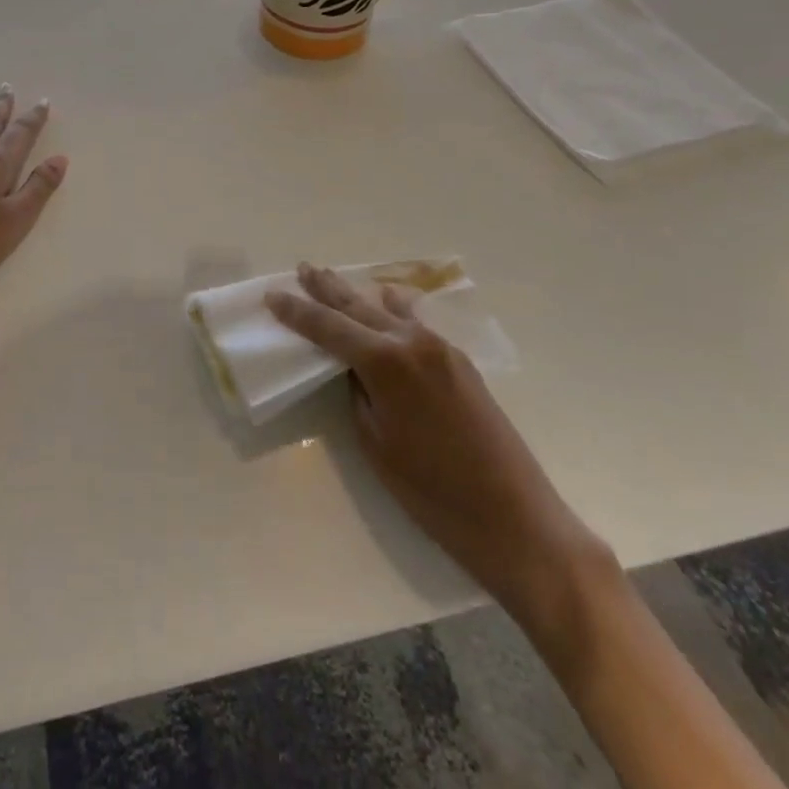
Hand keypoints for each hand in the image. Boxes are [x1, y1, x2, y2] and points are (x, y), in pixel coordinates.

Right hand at [265, 265, 614, 631]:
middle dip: (326, 289)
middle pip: (358, 307)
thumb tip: (354, 370)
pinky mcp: (460, 362)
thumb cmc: (434, 493)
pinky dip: (395, 309)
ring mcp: (441, 349)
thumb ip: (359, 395)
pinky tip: (388, 300)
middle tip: (302, 268)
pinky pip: (416, 323)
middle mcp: (412, 342)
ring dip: (358, 295)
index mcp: (386, 362)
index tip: (272, 295)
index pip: (328, 328)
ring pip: (389, 310)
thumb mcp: (376, 445)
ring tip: (333, 279)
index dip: (297, 312)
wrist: (516, 519)